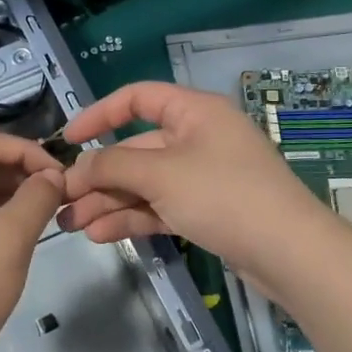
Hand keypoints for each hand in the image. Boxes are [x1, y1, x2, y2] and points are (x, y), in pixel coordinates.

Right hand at [58, 82, 323, 274]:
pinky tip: (101, 234)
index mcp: (194, 112)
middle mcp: (198, 138)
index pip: (138, 98)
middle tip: (62, 201)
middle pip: (136, 148)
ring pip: (145, 182)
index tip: (68, 139)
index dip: (100, 114)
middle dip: (99, 175)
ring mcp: (203, 176)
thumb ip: (113, 165)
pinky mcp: (207, 210)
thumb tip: (78, 166)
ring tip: (72, 225)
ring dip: (109, 200)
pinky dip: (132, 217)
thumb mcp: (161, 174)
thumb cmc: (224, 195)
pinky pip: (160, 206)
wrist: (290, 253)